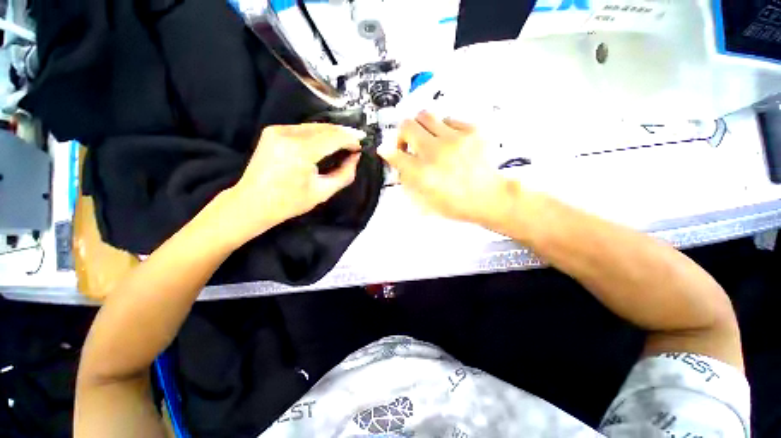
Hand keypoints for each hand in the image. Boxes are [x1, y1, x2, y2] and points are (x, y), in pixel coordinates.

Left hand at [224, 123, 363, 242]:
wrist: (253, 202)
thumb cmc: (290, 202)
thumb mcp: (323, 192)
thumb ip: (344, 174)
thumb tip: (355, 157)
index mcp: (300, 151)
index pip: (333, 137)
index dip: (350, 139)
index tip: (361, 145)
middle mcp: (287, 134)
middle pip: (324, 128)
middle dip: (343, 134)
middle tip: (356, 142)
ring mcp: (278, 130)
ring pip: (314, 126)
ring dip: (331, 133)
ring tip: (345, 142)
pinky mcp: (273, 131)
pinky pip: (303, 128)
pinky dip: (318, 134)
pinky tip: (326, 142)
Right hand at [379, 111, 510, 225]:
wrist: (489, 197)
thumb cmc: (456, 203)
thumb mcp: (425, 200)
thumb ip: (407, 179)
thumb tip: (396, 161)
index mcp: (423, 174)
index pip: (395, 154)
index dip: (388, 151)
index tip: (387, 150)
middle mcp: (436, 153)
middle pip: (407, 126)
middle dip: (403, 135)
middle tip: (409, 144)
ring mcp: (455, 139)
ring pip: (425, 116)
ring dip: (422, 129)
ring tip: (429, 141)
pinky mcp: (472, 131)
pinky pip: (448, 119)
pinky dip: (443, 130)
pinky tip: (449, 142)